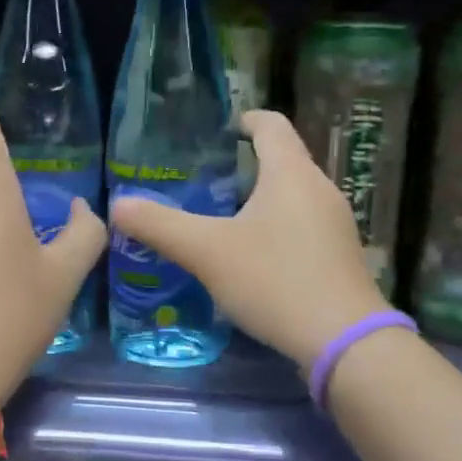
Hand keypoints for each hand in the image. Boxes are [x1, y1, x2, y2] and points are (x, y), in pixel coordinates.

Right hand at [108, 109, 390, 370]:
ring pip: (293, 196)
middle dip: (246, 165)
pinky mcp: (340, 256)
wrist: (344, 341)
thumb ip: (160, 226)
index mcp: (291, 173)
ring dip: (261, 199)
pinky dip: (277, 228)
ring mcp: (336, 224)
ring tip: (223, 219)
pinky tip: (254, 257)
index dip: (245, 119)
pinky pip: (304, 225)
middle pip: (283, 160)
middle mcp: (320, 189)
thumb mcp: (207, 252)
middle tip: (205, 182)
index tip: (219, 131)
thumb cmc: (275, 280)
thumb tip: (117, 205)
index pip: (271, 124)